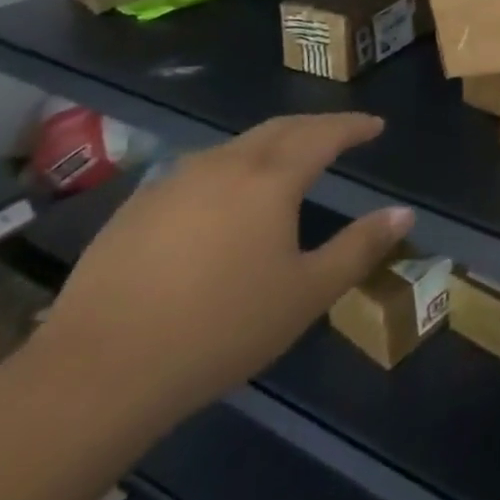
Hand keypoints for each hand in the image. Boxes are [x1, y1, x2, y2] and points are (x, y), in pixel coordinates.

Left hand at [30, 113, 410, 427]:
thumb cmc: (220, 329)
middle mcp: (223, 165)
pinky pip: (197, 172)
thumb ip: (360, 247)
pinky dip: (229, 170)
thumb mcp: (308, 293)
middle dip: (315, 126)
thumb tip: (403, 213)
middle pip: (279, 128)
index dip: (353, 126)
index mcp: (270, 179)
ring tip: (287, 162)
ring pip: (234, 147)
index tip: (375, 126)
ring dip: (270, 144)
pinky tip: (223, 200)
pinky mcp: (134, 210)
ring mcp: (172, 184)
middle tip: (339, 134)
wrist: (96, 374)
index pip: (323, 134)